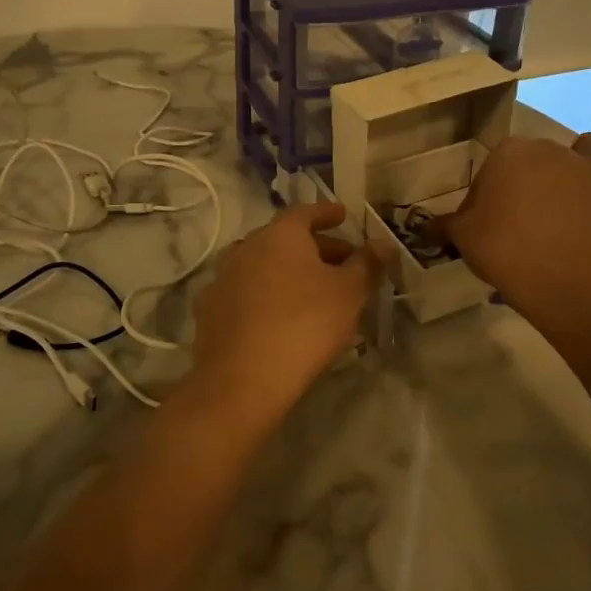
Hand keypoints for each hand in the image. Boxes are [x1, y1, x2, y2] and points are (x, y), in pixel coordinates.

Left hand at [189, 201, 379, 412]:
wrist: (243, 378)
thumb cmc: (305, 324)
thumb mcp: (349, 293)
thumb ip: (366, 264)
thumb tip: (381, 243)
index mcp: (279, 235)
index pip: (305, 212)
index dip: (326, 213)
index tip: (342, 215)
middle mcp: (245, 247)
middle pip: (283, 239)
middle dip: (313, 247)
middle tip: (339, 263)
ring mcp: (221, 279)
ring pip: (260, 266)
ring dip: (285, 272)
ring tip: (309, 290)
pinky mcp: (209, 311)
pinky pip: (243, 293)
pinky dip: (262, 296)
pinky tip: (275, 315)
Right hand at [438, 133, 590, 321]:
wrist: (568, 283)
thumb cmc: (507, 253)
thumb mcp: (463, 239)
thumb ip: (445, 226)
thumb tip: (425, 227)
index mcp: (510, 154)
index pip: (492, 171)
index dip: (487, 200)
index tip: (488, 228)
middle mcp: (553, 150)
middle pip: (538, 160)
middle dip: (531, 183)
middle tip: (524, 223)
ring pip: (589, 148)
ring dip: (582, 164)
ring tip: (572, 197)